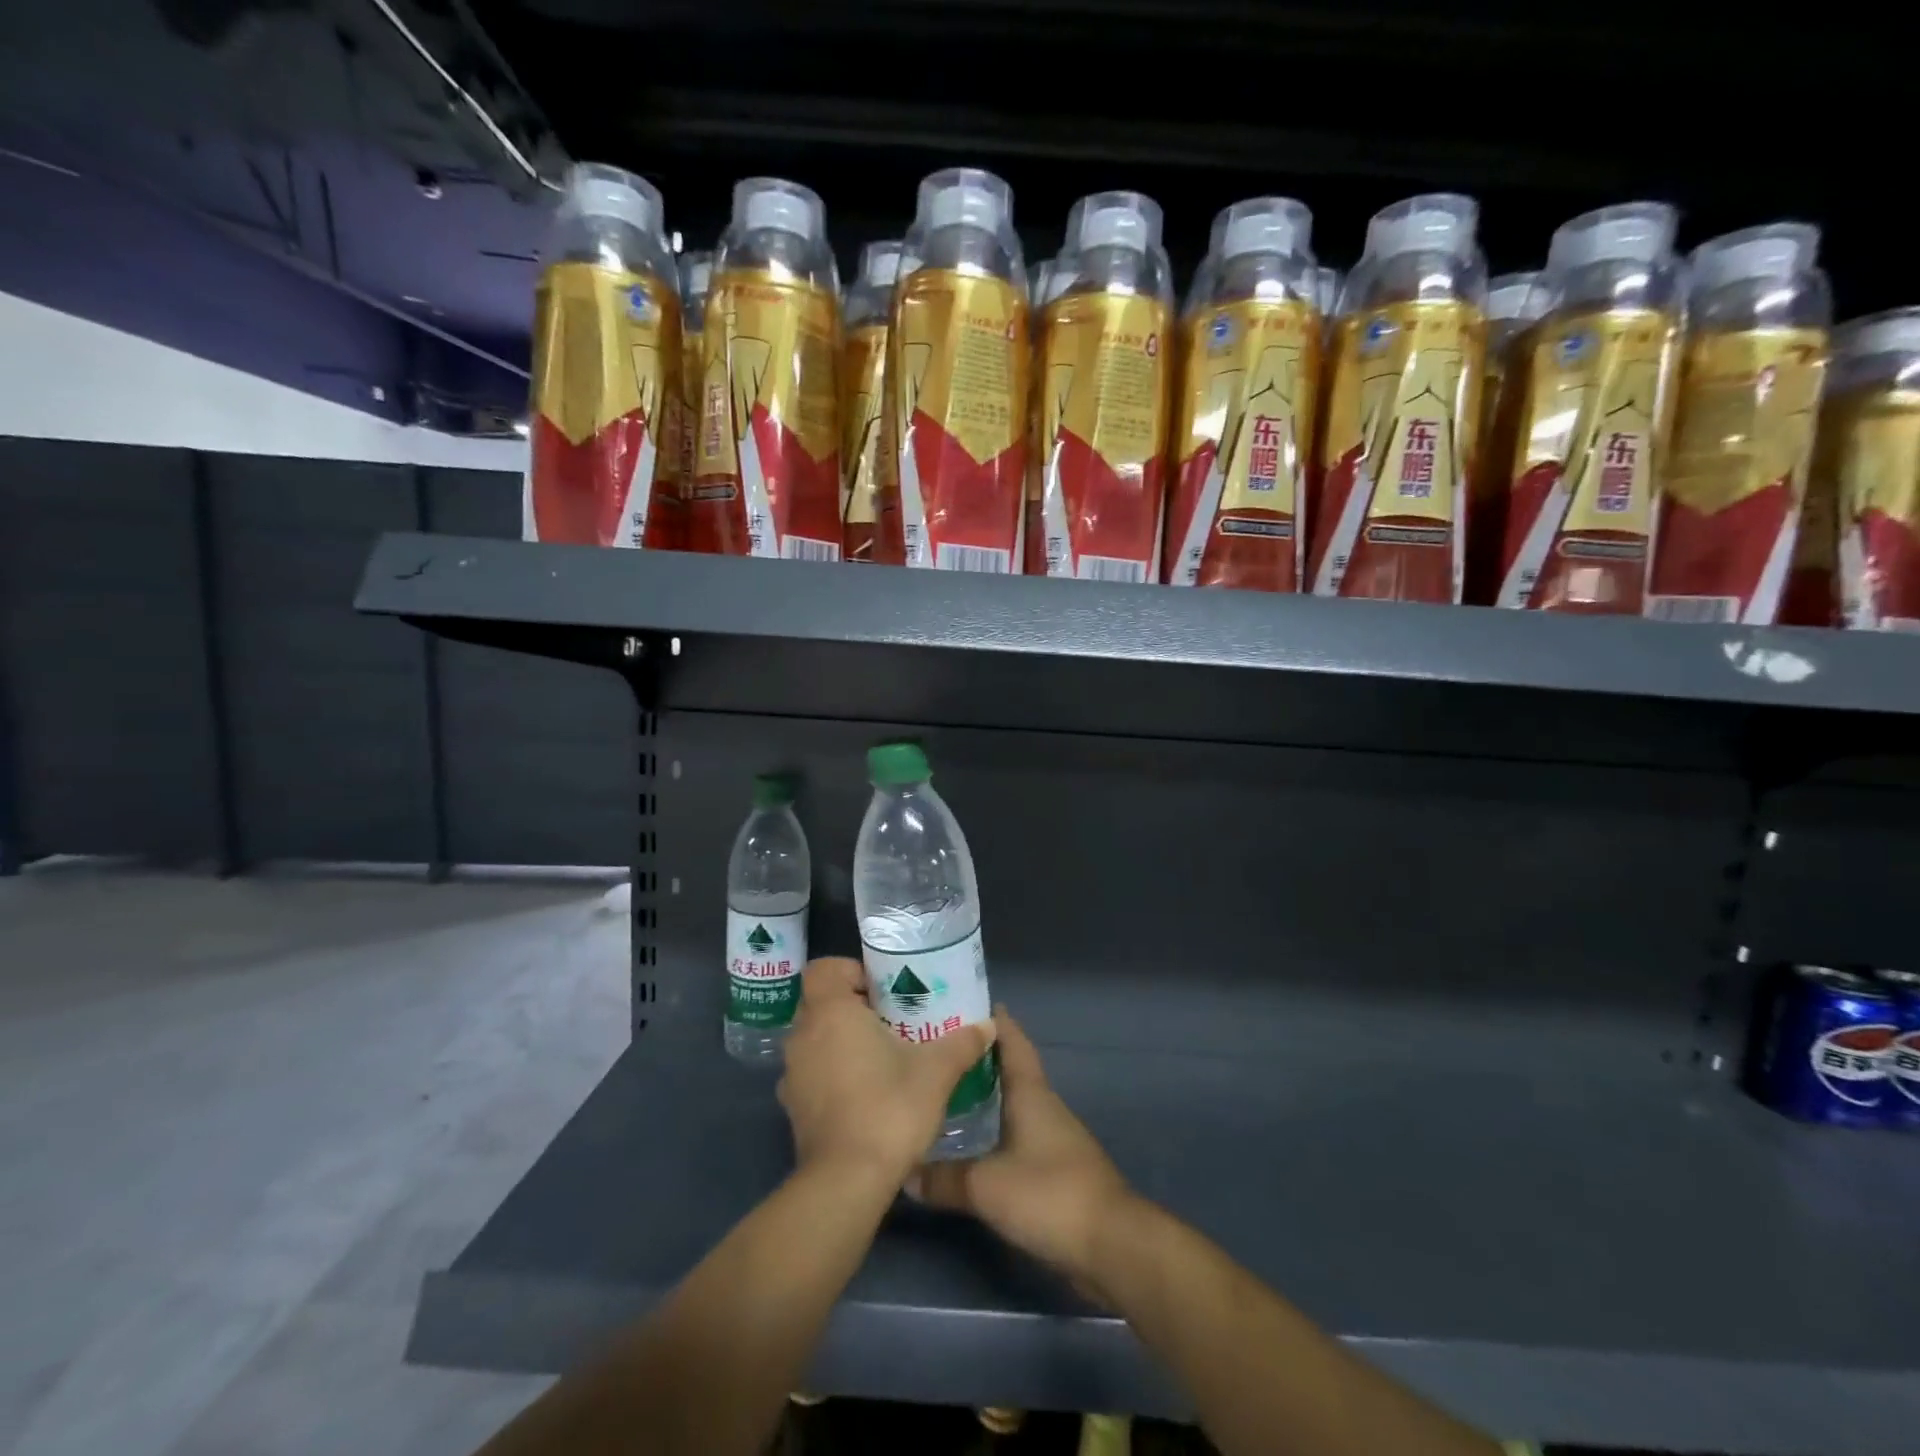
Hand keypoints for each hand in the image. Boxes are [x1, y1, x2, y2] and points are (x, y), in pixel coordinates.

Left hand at [777, 956, 995, 1185]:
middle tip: (888, 1019)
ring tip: (878, 1056)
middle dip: (850, 1006)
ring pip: (814, 1039)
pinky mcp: (792, 1108)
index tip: (881, 991)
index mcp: (831, 1012)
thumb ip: (962, 1043)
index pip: (823, 968)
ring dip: (839, 1040)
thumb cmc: (889, 1108)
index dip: (849, 971)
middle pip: (819, 1002)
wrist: (847, 1182)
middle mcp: (803, 1035)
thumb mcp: (936, 1071)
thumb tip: (988, 1024)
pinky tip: (862, 1092)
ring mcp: (792, 1074)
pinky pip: (811, 1073)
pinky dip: (830, 1074)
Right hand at [910, 1008, 1131, 1294]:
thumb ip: (943, 1178)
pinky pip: (1016, 1133)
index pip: (1012, 1039)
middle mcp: (1042, 1104)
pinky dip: (993, 1128)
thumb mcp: (985, 1186)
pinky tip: (970, 1143)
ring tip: (944, 1092)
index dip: (991, 1019)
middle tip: (937, 1050)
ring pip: (1012, 1102)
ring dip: (984, 1094)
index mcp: (1030, 1092)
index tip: (960, 1003)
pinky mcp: (1054, 1168)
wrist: (1110, 1244)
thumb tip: (905, 1170)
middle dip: (977, 1057)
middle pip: (1009, 1068)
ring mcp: (1052, 1136)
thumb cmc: (1049, 1194)